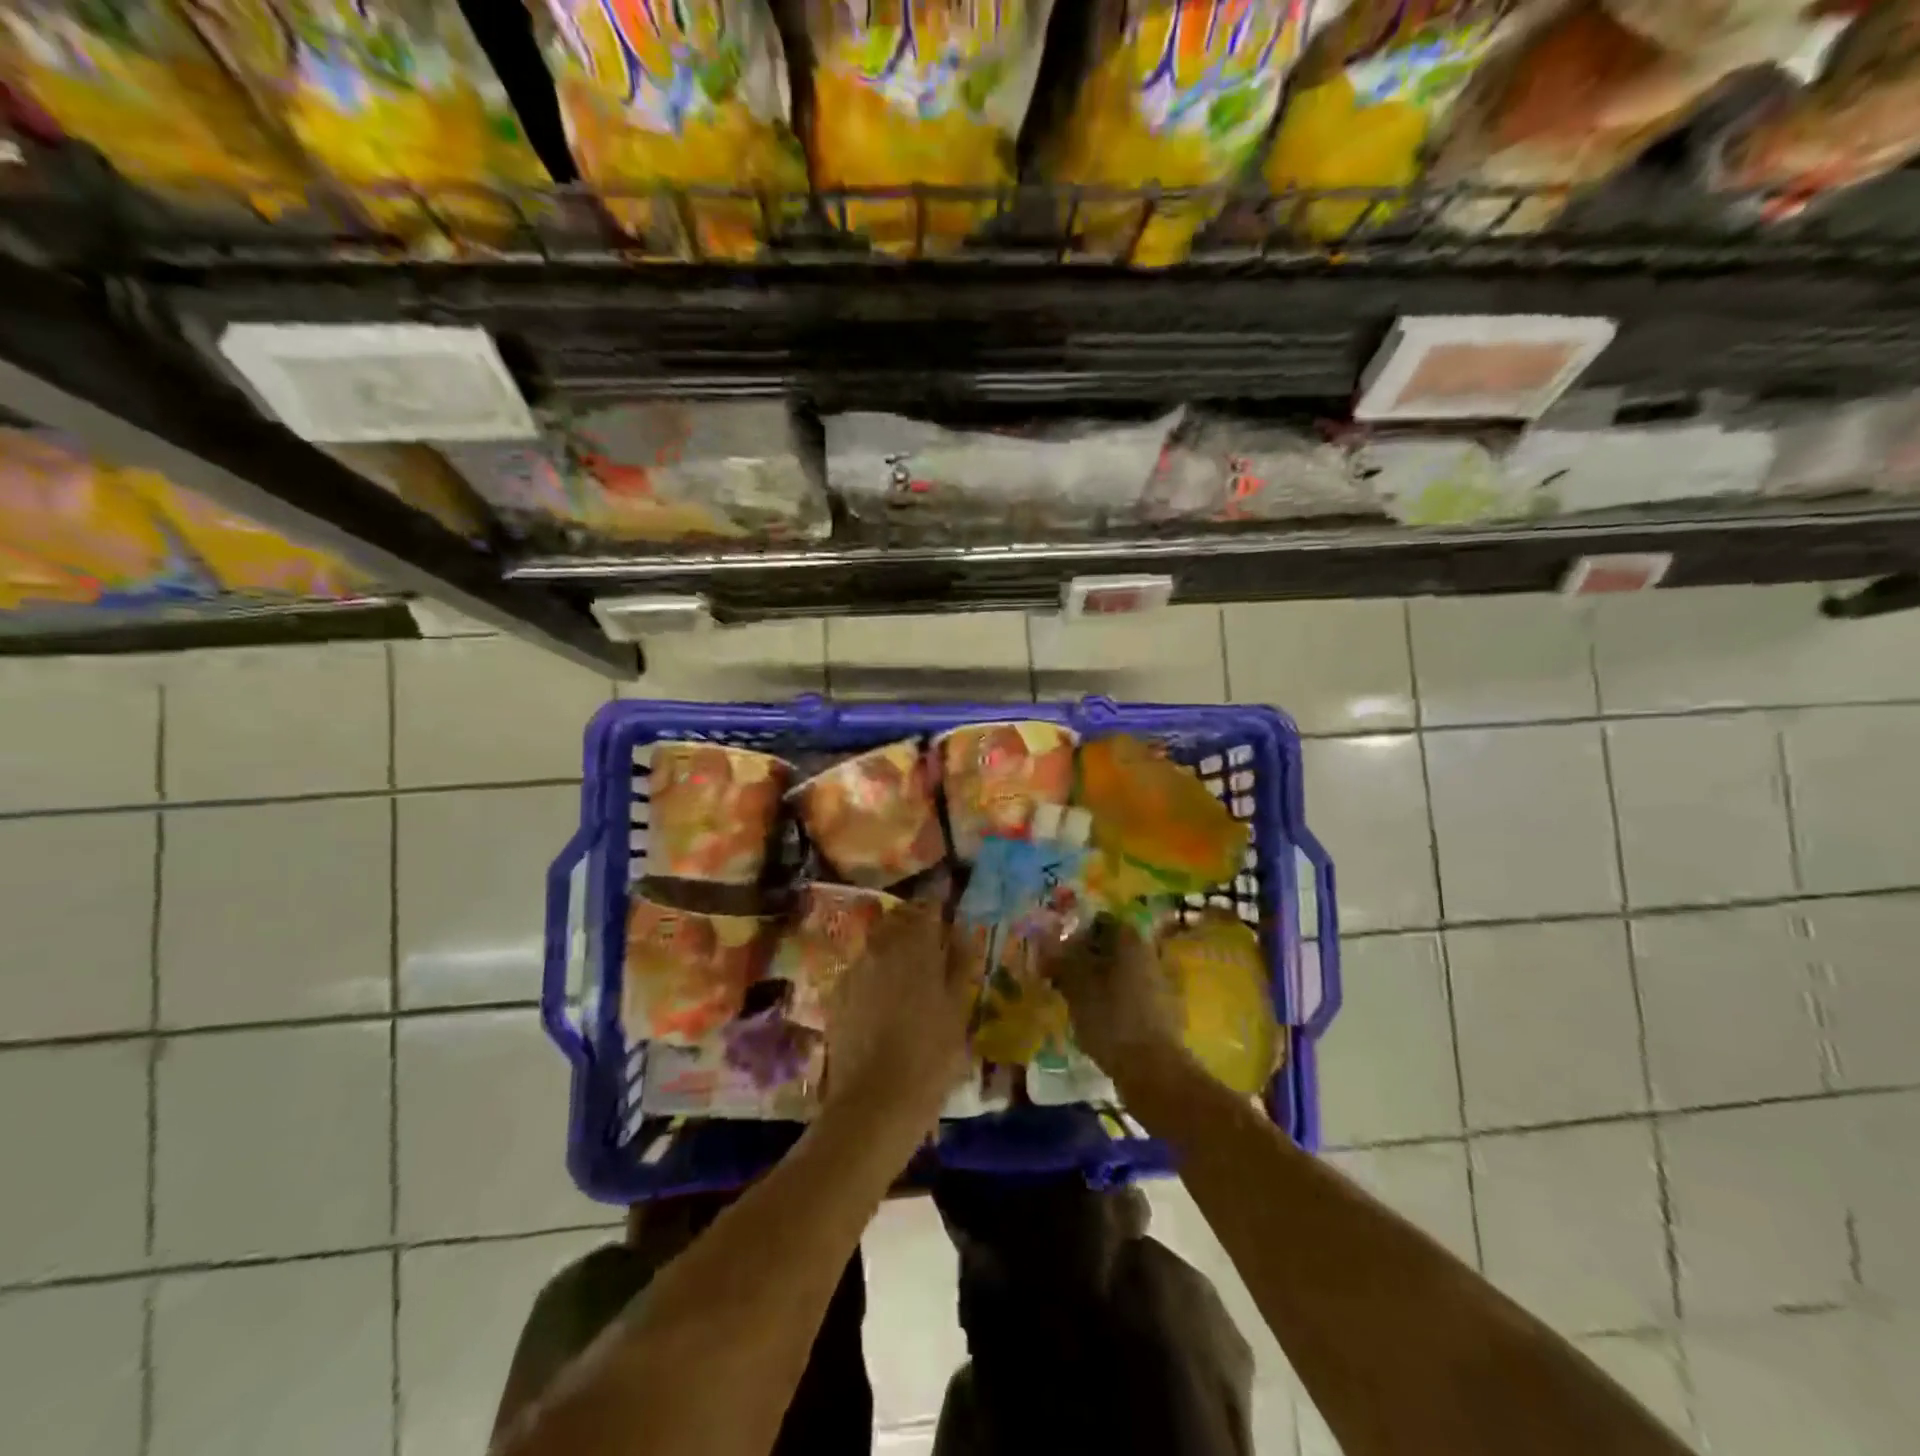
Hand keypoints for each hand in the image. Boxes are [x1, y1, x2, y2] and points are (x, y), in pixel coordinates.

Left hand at [824, 900, 978, 1143]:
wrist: (874, 1102)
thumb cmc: (930, 1056)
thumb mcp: (958, 1009)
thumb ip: (960, 963)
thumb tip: (961, 930)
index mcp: (915, 946)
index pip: (927, 908)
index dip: (938, 908)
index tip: (947, 916)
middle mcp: (880, 947)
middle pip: (898, 921)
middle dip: (914, 926)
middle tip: (931, 947)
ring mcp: (854, 970)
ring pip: (877, 945)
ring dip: (893, 949)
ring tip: (908, 976)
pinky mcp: (836, 995)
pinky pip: (860, 970)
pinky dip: (874, 974)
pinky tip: (884, 1001)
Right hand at [1044, 915, 1181, 1077]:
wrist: (1153, 1071)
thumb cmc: (1111, 1019)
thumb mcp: (1077, 987)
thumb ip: (1061, 960)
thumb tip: (1045, 940)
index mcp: (1131, 941)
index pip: (1101, 922)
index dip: (1076, 933)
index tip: (1057, 950)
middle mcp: (1149, 955)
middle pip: (1111, 947)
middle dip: (1086, 957)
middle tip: (1060, 975)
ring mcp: (1158, 984)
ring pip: (1119, 972)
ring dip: (1097, 980)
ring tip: (1073, 999)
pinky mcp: (1160, 1011)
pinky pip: (1129, 994)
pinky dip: (1111, 1000)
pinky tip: (1094, 1018)